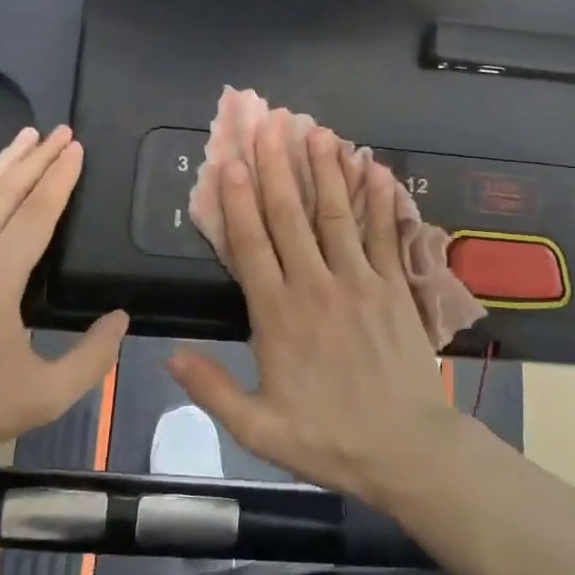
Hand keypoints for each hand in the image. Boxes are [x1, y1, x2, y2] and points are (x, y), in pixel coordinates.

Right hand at [168, 120, 459, 510]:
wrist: (406, 449)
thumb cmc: (328, 440)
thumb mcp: (257, 428)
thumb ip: (212, 389)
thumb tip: (168, 355)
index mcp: (278, 317)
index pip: (251, 246)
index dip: (237, 201)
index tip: (228, 162)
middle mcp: (317, 287)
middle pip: (291, 218)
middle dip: (276, 168)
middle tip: (266, 125)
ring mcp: (361, 282)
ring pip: (337, 215)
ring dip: (325, 171)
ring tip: (316, 132)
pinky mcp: (395, 288)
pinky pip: (384, 235)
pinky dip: (380, 200)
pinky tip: (375, 168)